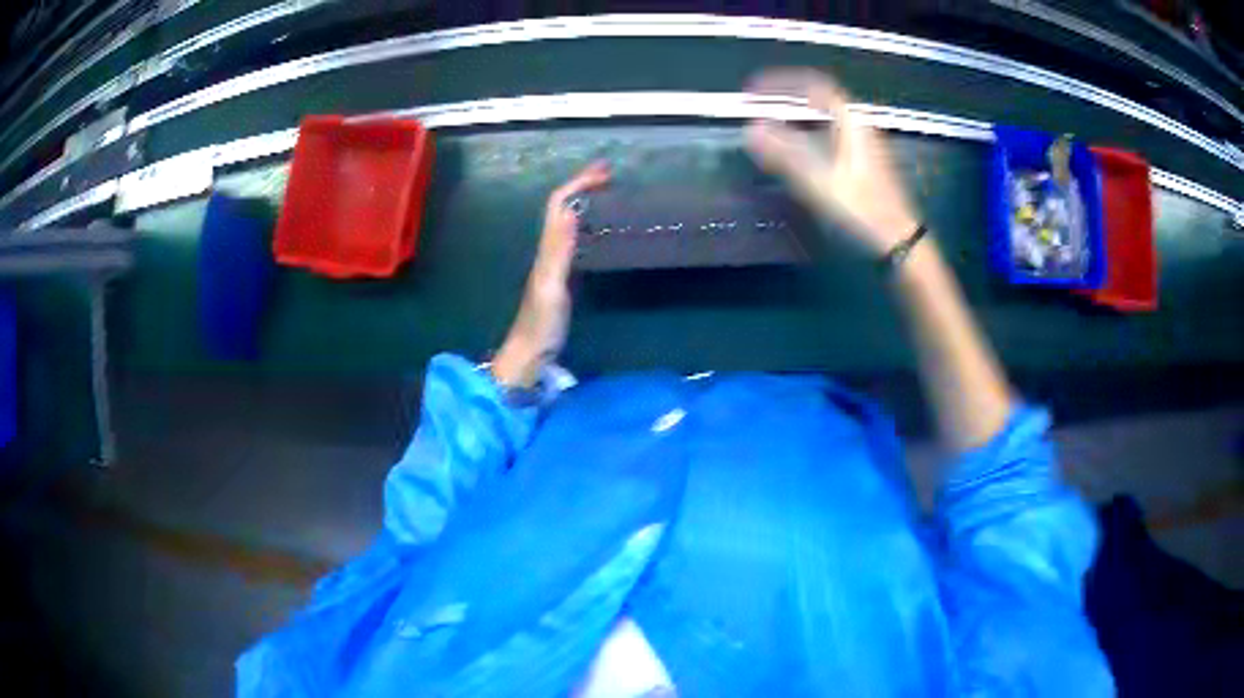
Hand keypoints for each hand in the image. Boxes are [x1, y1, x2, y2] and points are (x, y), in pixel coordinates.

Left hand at [492, 161, 611, 387]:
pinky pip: (573, 238)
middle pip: (562, 206)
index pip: (559, 204)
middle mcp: (548, 249)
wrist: (529, 353)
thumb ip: (559, 249)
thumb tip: (572, 209)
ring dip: (584, 200)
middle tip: (609, 175)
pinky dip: (587, 223)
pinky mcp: (561, 275)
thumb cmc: (540, 323)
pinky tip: (599, 229)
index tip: (604, 172)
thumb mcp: (551, 285)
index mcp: (547, 248)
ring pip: (567, 220)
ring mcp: (554, 262)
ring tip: (608, 193)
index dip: (578, 183)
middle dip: (582, 185)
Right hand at [744, 68, 917, 255]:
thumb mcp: (821, 182)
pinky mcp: (863, 162)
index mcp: (852, 122)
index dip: (782, 82)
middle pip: (821, 96)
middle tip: (759, 99)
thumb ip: (784, 155)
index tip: (755, 89)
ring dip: (797, 112)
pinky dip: (808, 130)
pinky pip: (830, 132)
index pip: (814, 85)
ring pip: (826, 115)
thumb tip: (751, 130)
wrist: (898, 240)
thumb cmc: (863, 210)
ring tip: (772, 117)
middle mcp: (859, 126)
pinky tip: (797, 146)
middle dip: (787, 93)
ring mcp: (864, 144)